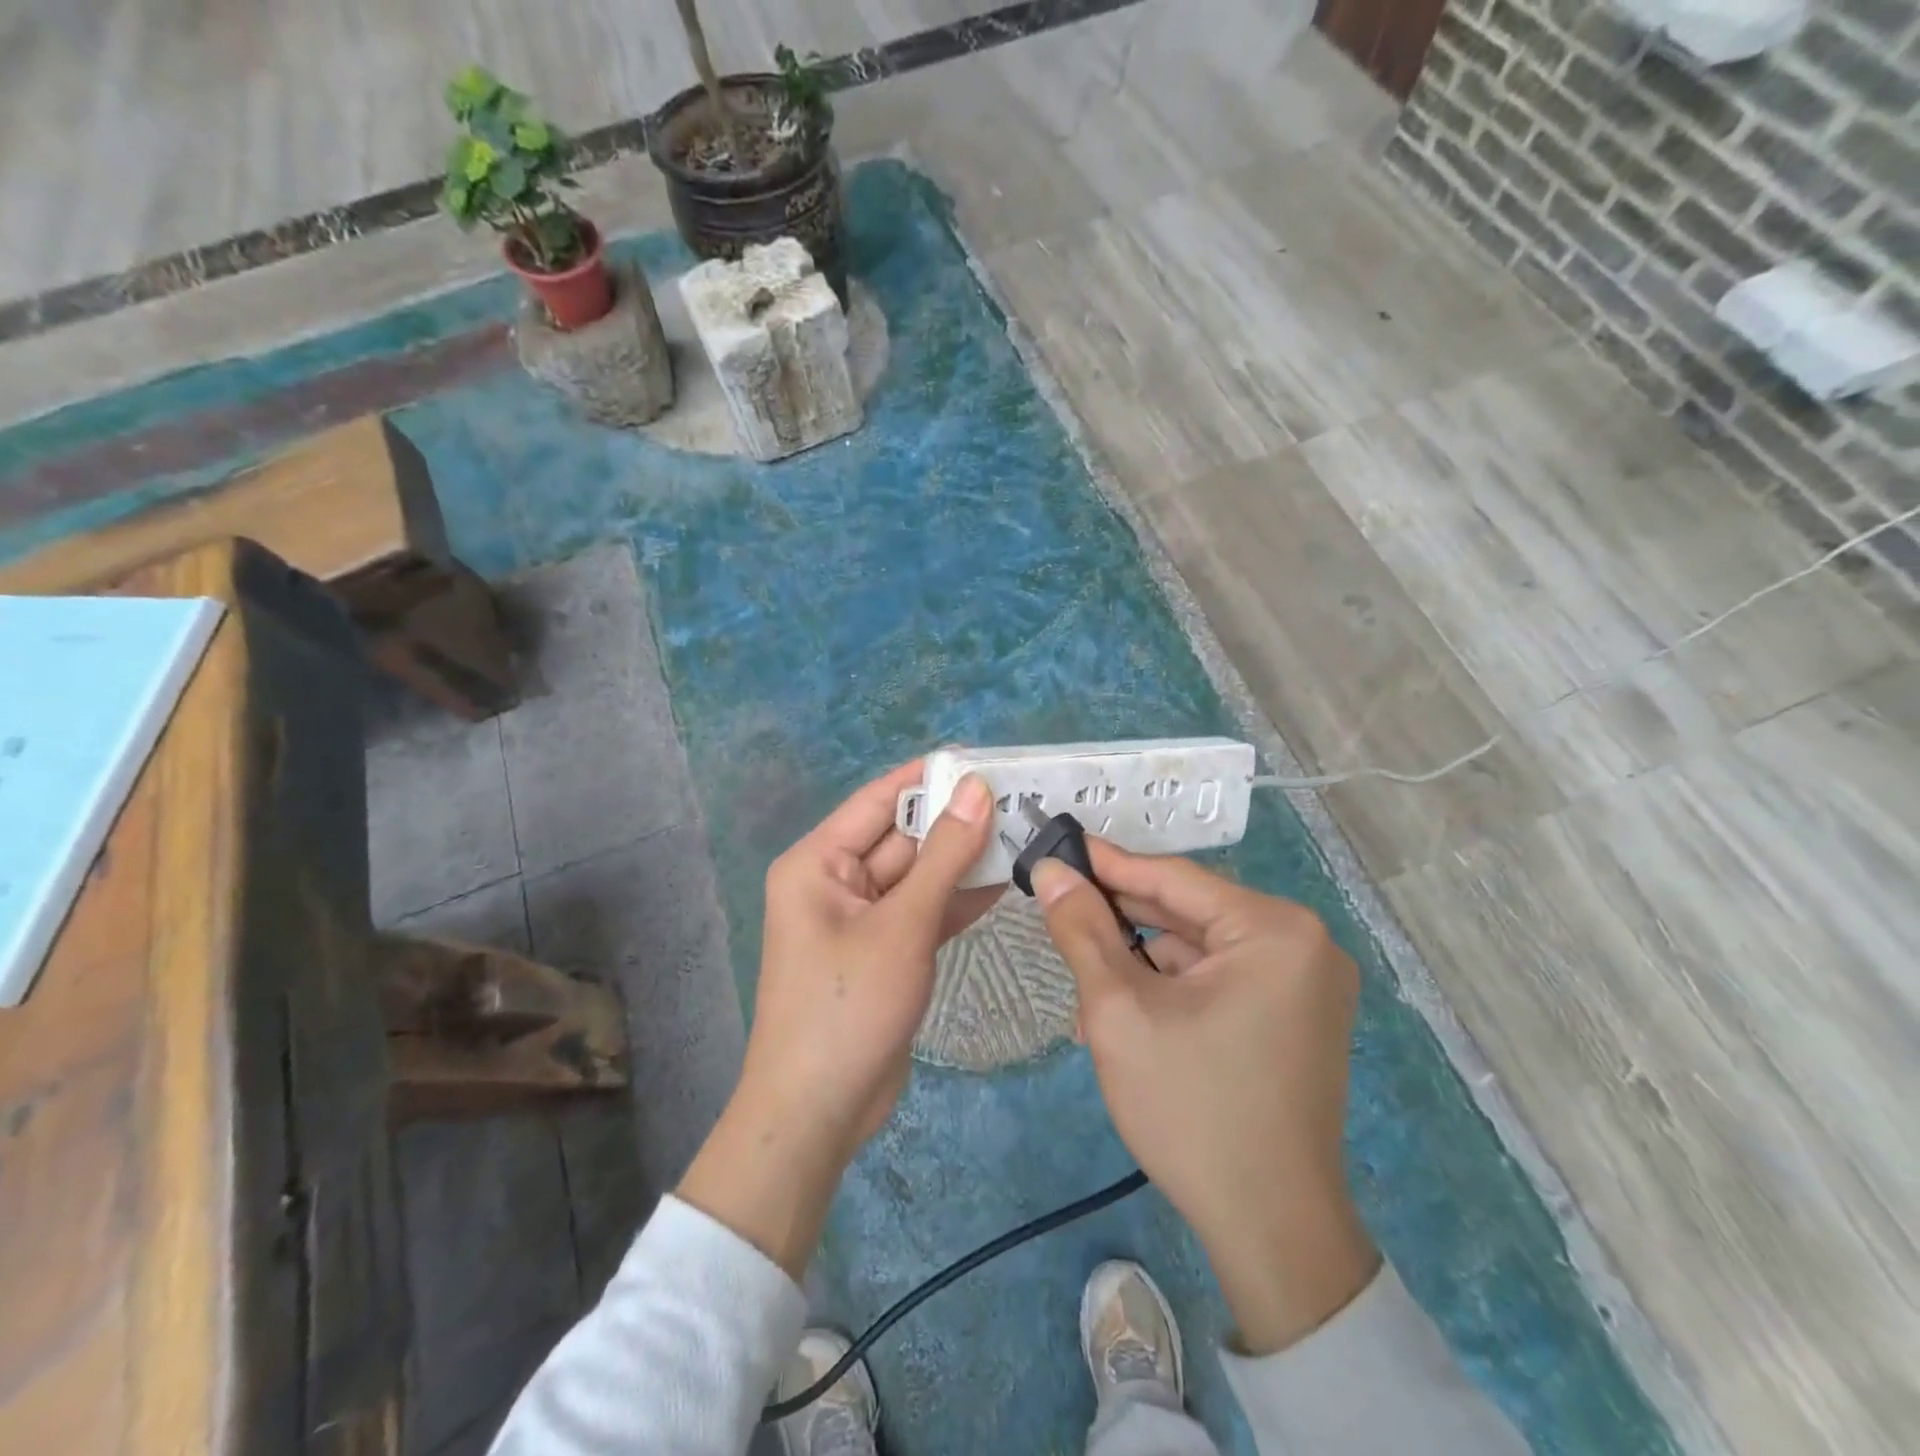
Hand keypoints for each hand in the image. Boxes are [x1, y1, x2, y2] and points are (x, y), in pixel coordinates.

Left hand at [679, 762, 998, 1277]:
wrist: (820, 1113)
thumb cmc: (848, 1005)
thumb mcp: (902, 924)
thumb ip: (944, 856)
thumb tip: (976, 789)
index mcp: (819, 862)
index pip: (879, 800)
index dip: (928, 777)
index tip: (983, 759)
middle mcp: (836, 882)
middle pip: (903, 838)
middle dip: (955, 822)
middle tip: (1020, 798)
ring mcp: (863, 920)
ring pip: (918, 876)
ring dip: (963, 861)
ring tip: (1023, 833)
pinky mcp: (886, 952)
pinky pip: (923, 912)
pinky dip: (957, 900)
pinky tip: (1004, 882)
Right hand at [1034, 843, 1379, 1353]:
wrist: (1270, 1231)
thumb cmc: (1191, 1109)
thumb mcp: (1120, 1010)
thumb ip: (1082, 929)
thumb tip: (1051, 871)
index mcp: (1275, 929)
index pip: (1174, 877)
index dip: (1108, 864)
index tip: (1056, 847)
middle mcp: (1303, 943)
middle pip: (1189, 911)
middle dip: (1122, 919)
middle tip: (1060, 907)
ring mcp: (1306, 982)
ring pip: (1201, 947)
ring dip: (1143, 960)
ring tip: (1087, 977)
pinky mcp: (1296, 1015)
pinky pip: (1221, 977)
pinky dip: (1173, 986)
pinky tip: (1129, 1007)